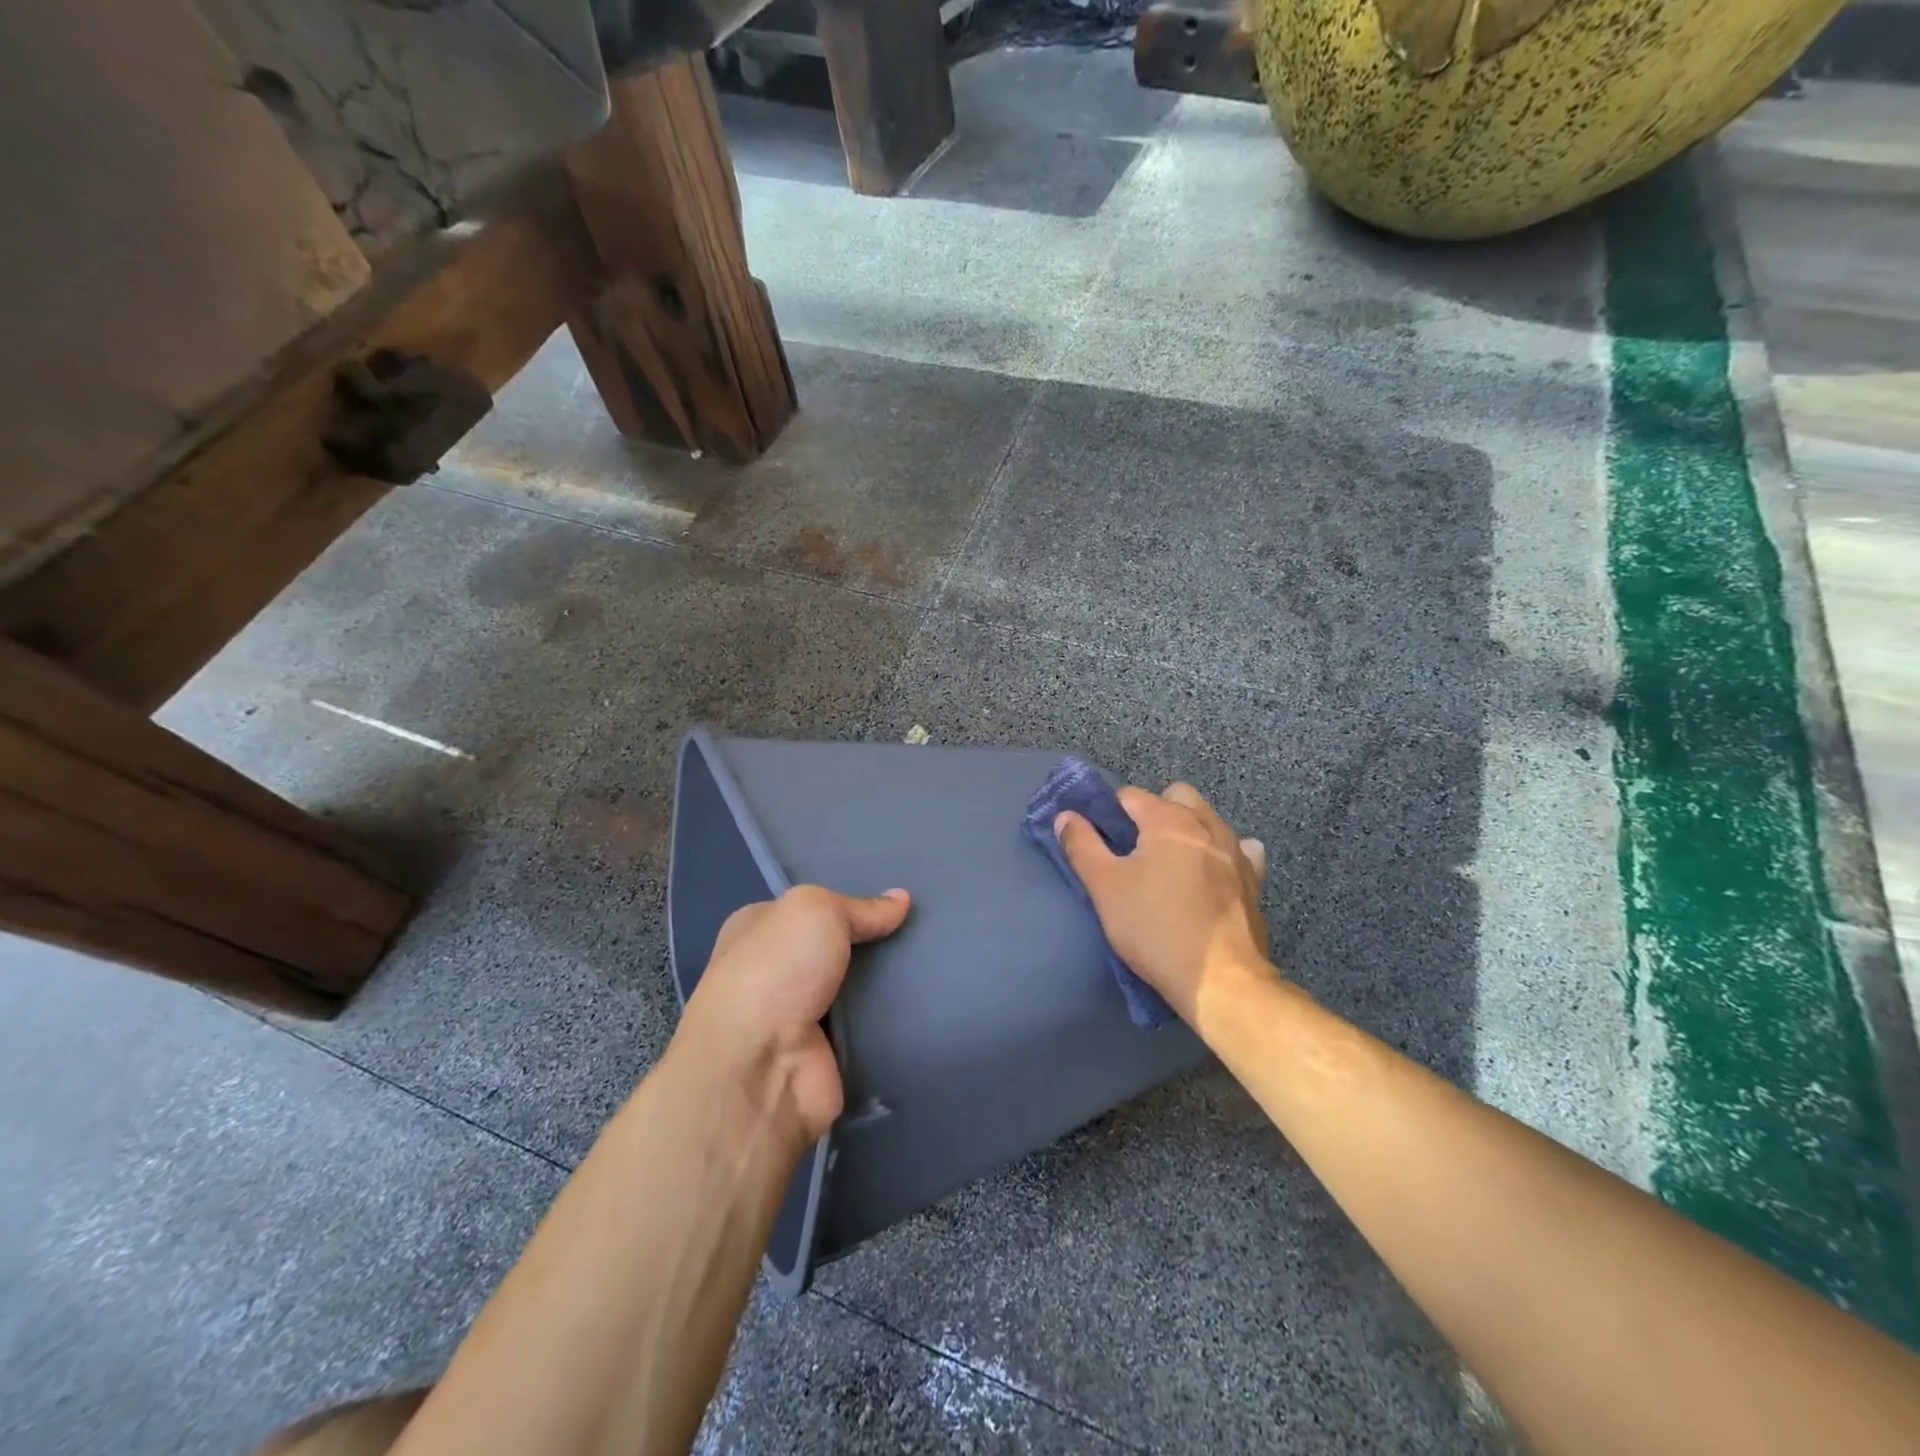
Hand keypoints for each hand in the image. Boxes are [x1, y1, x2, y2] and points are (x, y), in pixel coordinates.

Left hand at [676, 885, 910, 1138]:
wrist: (759, 1071)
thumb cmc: (775, 973)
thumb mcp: (816, 912)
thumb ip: (860, 907)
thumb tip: (901, 900)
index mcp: (756, 930)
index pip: (811, 908)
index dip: (850, 903)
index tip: (897, 903)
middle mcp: (774, 972)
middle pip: (837, 949)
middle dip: (875, 944)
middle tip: (923, 933)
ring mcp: (798, 1018)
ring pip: (856, 988)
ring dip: (888, 984)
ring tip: (936, 966)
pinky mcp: (824, 1055)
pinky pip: (869, 1028)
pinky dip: (892, 1022)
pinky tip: (928, 1005)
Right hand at [1055, 782, 1269, 1026]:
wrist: (1221, 980)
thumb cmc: (1155, 928)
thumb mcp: (1105, 888)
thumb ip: (1082, 846)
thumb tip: (1066, 816)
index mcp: (1168, 820)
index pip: (1130, 796)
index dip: (1109, 813)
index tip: (1100, 841)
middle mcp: (1206, 825)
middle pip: (1175, 797)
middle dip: (1153, 812)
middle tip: (1135, 850)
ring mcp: (1236, 851)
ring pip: (1207, 819)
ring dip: (1187, 829)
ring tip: (1170, 865)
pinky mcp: (1254, 879)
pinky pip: (1238, 850)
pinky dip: (1221, 853)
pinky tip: (1211, 875)